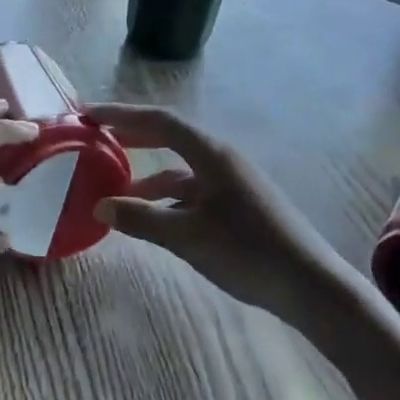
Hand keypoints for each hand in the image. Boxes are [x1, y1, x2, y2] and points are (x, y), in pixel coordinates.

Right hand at [86, 103, 365, 321]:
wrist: (310, 285)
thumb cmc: (247, 251)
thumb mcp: (186, 236)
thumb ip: (140, 219)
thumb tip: (100, 207)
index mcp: (211, 154)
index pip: (159, 121)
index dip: (122, 114)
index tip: (88, 114)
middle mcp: (222, 160)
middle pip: (170, 138)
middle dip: (133, 138)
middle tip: (97, 140)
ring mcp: (232, 183)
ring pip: (180, 171)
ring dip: (148, 179)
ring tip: (117, 195)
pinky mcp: (239, 206)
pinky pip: (193, 193)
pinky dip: (168, 201)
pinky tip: (153, 221)